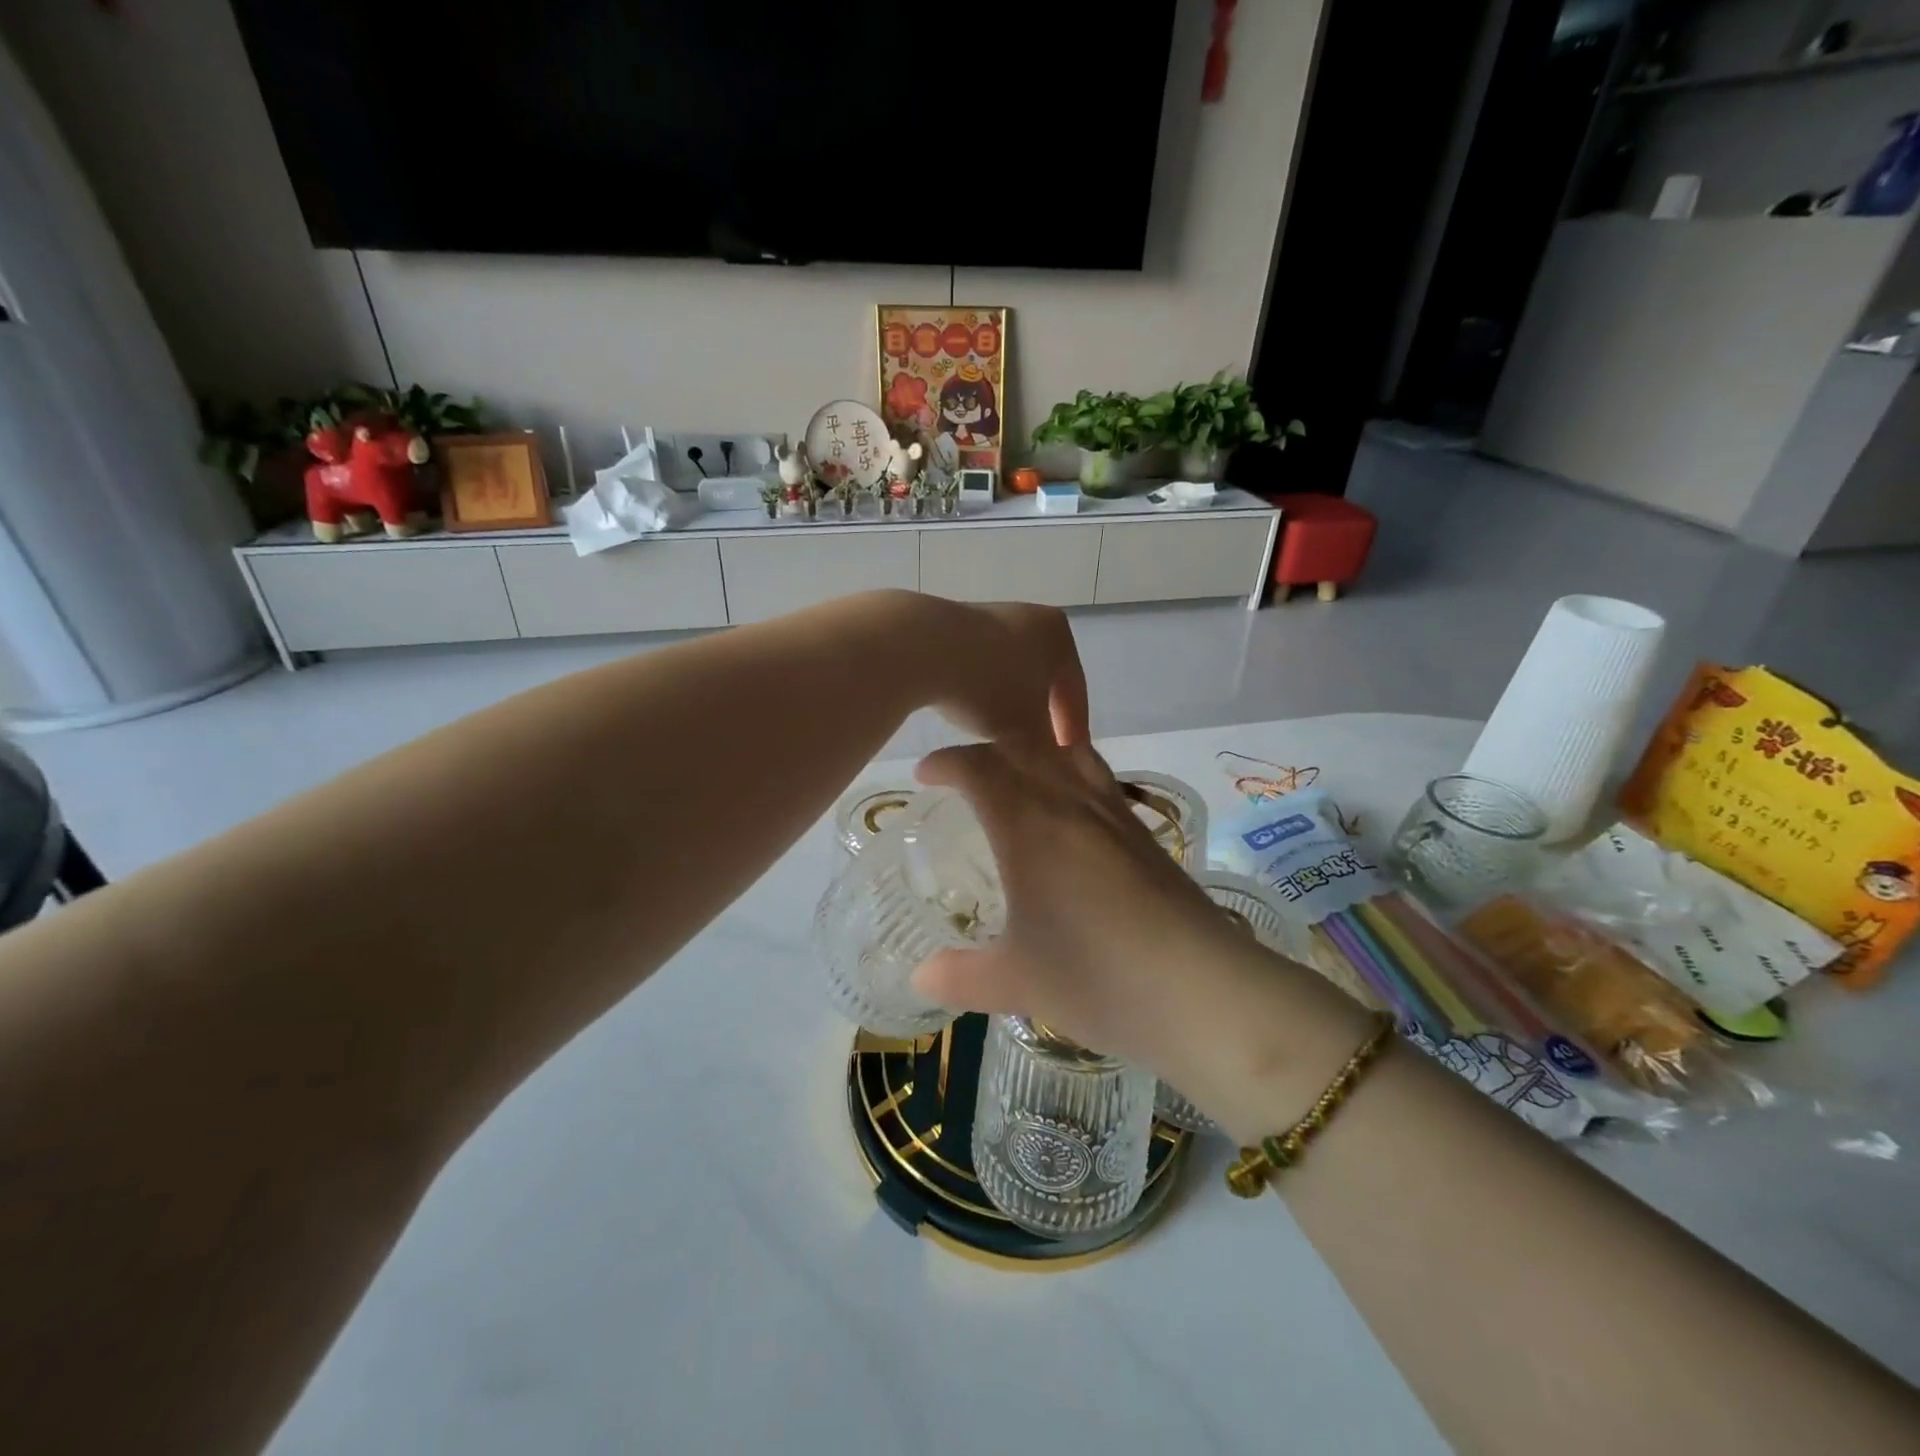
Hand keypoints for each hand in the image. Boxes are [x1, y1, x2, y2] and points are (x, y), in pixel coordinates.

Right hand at [910, 740, 1370, 1134]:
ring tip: (1016, 780)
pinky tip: (1071, 816)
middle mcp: (1072, 803)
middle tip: (963, 776)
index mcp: (1029, 825)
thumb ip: (961, 976)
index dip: (947, 762)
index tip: (926, 775)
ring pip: (1069, 754)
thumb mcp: (1017, 982)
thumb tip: (920, 977)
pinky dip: (1071, 774)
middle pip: (1024, 748)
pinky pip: (1099, 779)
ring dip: (1034, 753)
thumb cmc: (1097, 977)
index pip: (980, 767)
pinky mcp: (1147, 833)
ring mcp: (1116, 814)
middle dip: (986, 751)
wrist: (1204, 991)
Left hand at [916, 598, 1089, 747]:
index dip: (1073, 728)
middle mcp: (1028, 616)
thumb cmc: (988, 688)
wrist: (921, 648)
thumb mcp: (1028, 732)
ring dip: (1006, 701)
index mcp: (1058, 634)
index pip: (1075, 689)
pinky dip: (977, 687)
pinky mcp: (951, 621)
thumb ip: (1048, 749)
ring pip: (1007, 669)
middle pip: (1041, 677)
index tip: (1066, 757)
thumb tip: (1054, 762)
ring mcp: (987, 614)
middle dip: (1038, 714)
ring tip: (995, 733)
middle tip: (1034, 746)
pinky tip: (964, 708)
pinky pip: (976, 662)